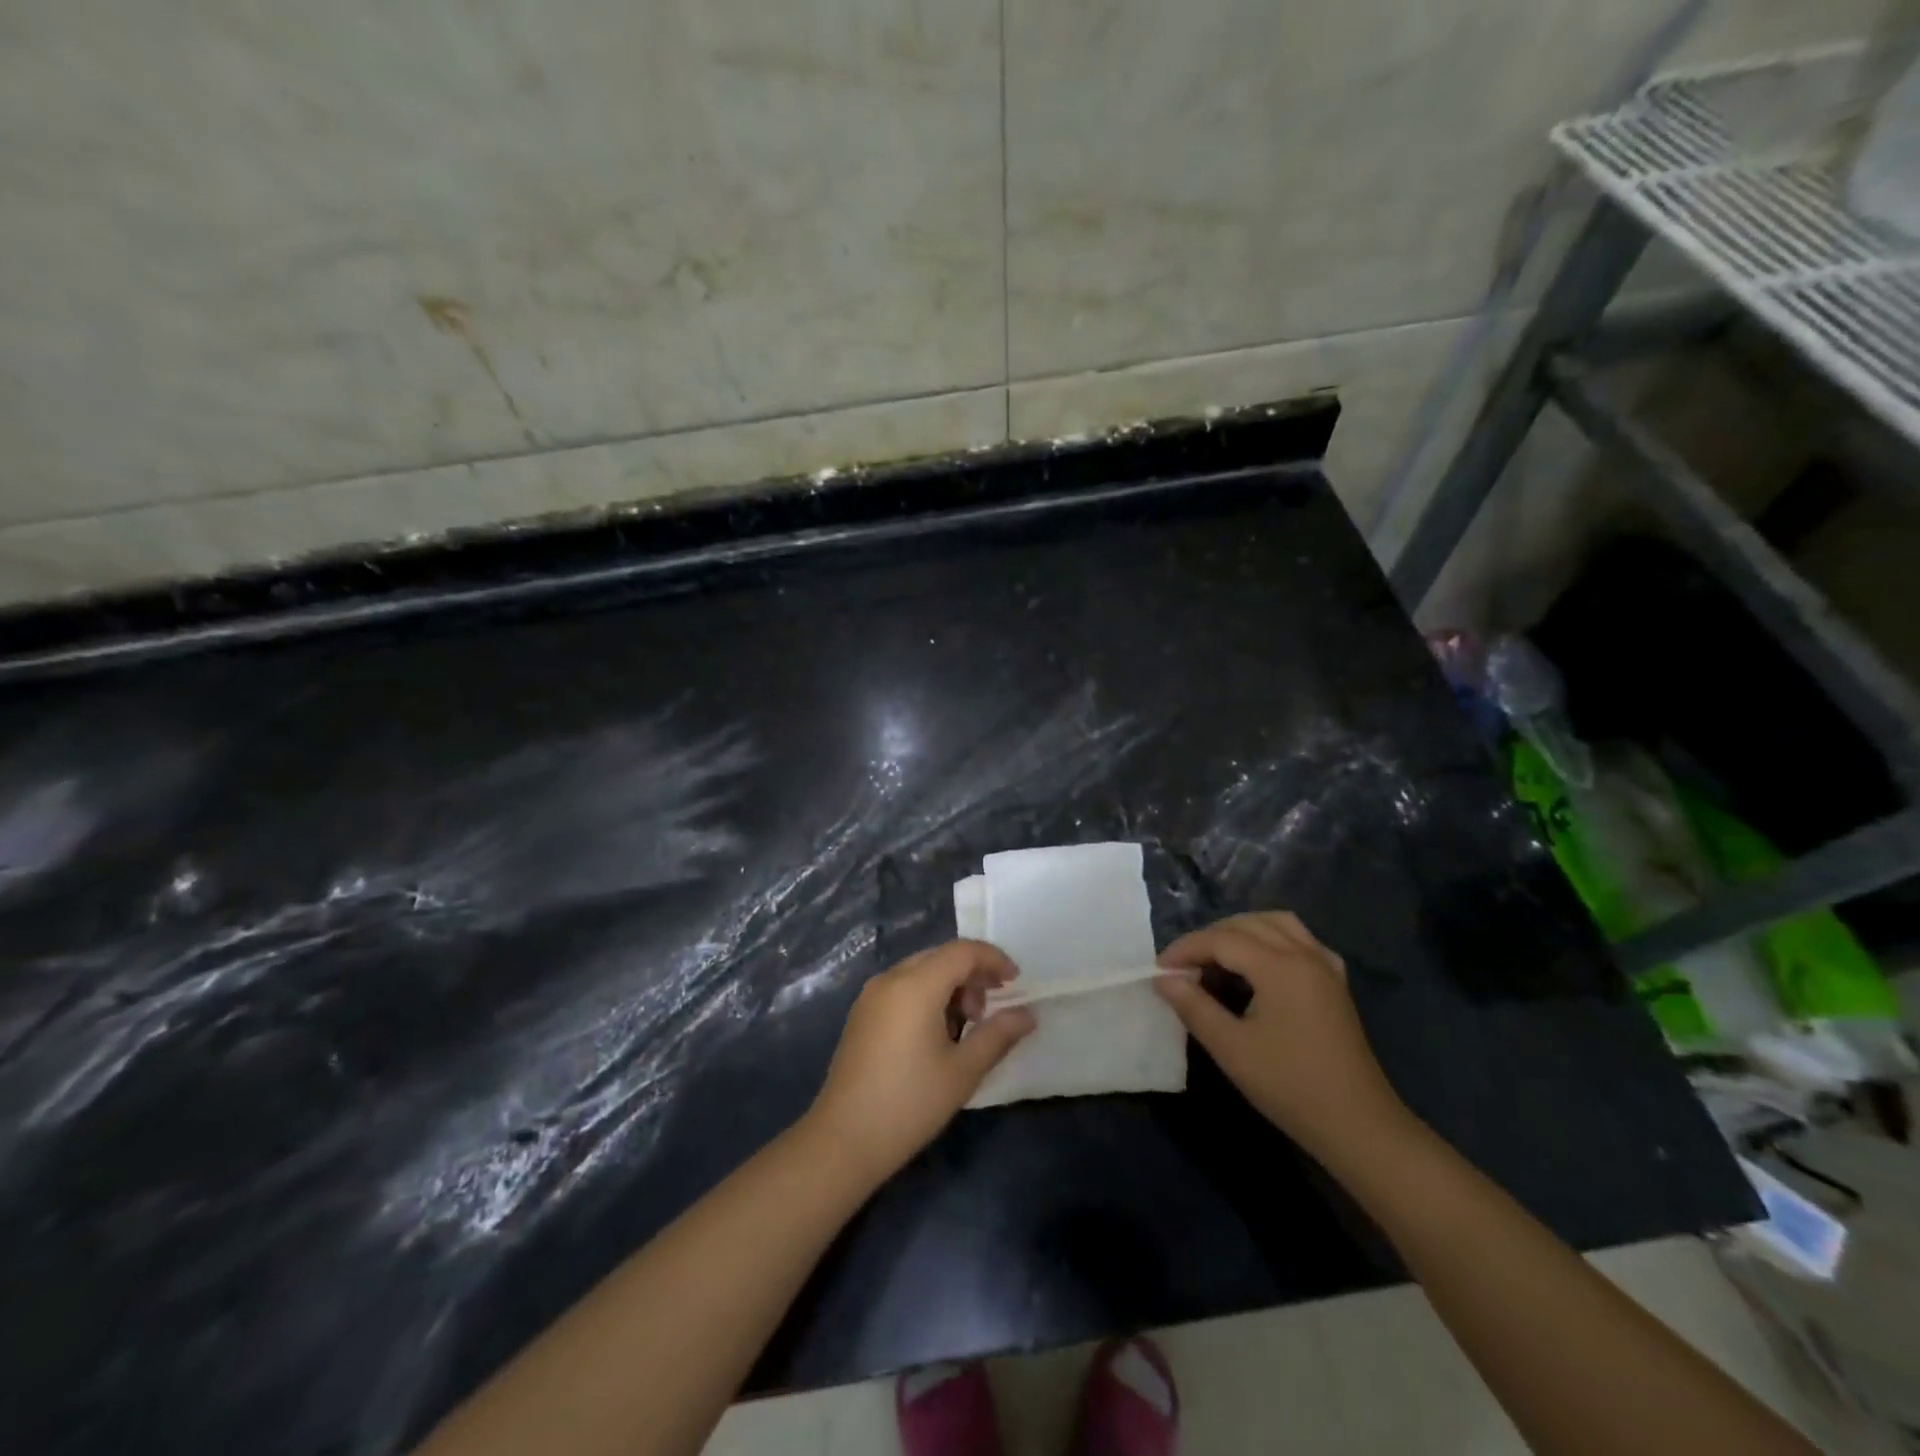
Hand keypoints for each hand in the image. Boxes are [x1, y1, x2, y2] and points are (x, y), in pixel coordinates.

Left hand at [805, 940, 1035, 1182]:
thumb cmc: (910, 1103)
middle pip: (941, 956)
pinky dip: (928, 994)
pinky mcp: (862, 1013)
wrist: (843, 1140)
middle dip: (973, 974)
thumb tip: (1028, 1014)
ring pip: (921, 970)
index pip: (962, 951)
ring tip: (965, 1026)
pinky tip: (936, 1033)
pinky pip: (903, 986)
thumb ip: (998, 1034)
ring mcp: (871, 994)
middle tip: (990, 1011)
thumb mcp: (963, 1071)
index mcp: (915, 985)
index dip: (994, 959)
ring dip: (950, 985)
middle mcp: (891, 979)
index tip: (1016, 982)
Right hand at [1155, 912, 1412, 1164]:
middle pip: (1247, 924)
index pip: (1221, 940)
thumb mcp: (1231, 1048)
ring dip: (1242, 931)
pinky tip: (1261, 964)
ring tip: (1217, 957)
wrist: (1358, 1126)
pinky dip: (1273, 939)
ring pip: (1277, 923)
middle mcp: (1304, 954)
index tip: (1159, 970)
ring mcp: (1325, 966)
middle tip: (1183, 967)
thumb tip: (1163, 979)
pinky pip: (1301, 940)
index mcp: (1279, 966)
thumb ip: (1194, 1006)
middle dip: (1209, 938)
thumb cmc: (1290, 1086)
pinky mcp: (1336, 983)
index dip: (1185, 949)